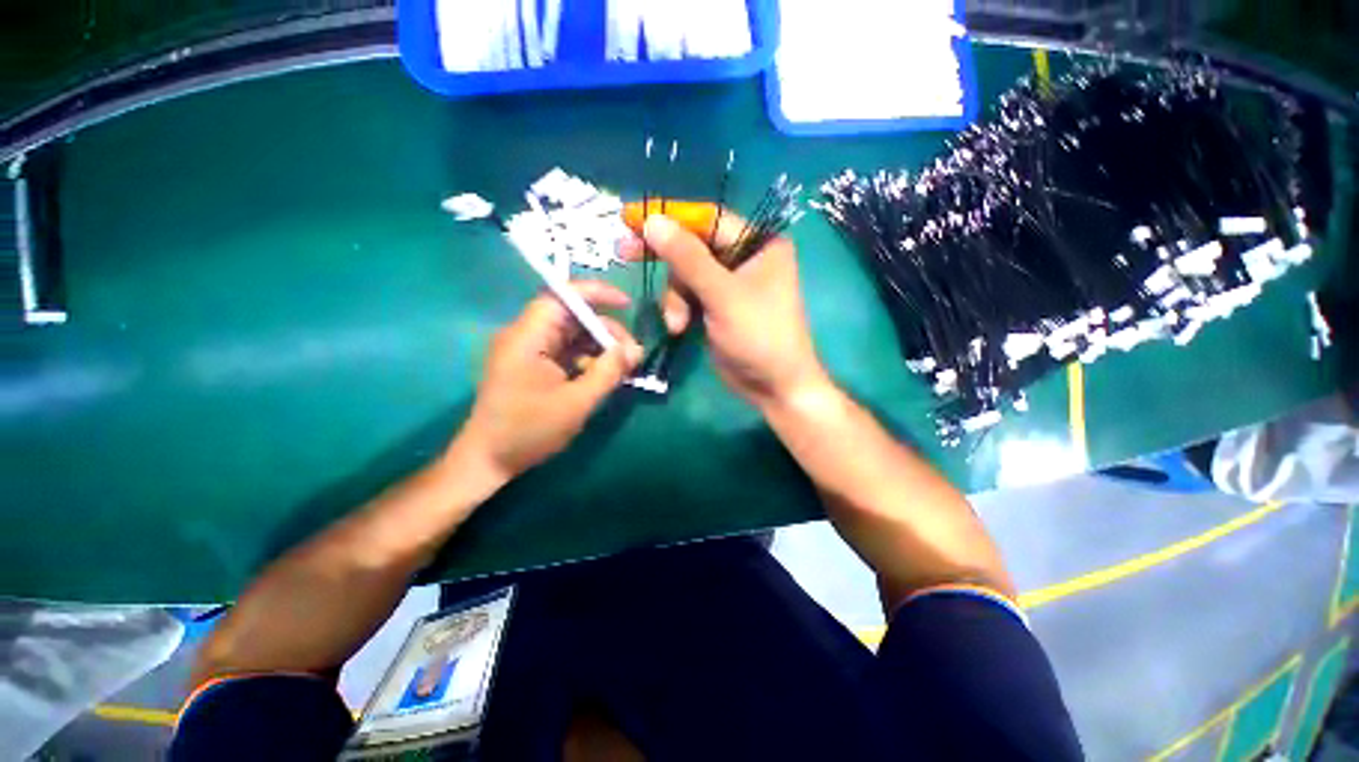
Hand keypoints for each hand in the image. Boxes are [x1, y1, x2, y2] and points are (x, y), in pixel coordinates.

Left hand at [456, 281, 642, 481]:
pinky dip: (587, 359)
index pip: (561, 296)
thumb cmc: (529, 430)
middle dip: (605, 330)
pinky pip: (565, 352)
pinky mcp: (531, 366)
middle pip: (571, 317)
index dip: (596, 293)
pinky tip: (603, 375)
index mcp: (527, 337)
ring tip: (623, 366)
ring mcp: (527, 352)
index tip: (626, 304)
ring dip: (598, 346)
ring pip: (571, 335)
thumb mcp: (576, 402)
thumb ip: (608, 372)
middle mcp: (525, 336)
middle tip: (632, 353)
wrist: (488, 461)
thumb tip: (636, 349)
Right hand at [621, 203, 827, 408]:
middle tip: (625, 252)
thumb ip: (687, 258)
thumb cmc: (758, 335)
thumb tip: (652, 221)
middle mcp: (745, 257)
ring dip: (674, 297)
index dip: (670, 217)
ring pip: (685, 275)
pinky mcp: (716, 305)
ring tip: (676, 323)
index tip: (632, 218)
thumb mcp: (722, 295)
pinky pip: (688, 295)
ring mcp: (729, 283)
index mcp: (758, 243)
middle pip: (693, 246)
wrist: (773, 385)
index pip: (708, 219)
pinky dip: (679, 309)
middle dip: (665, 258)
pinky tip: (679, 328)